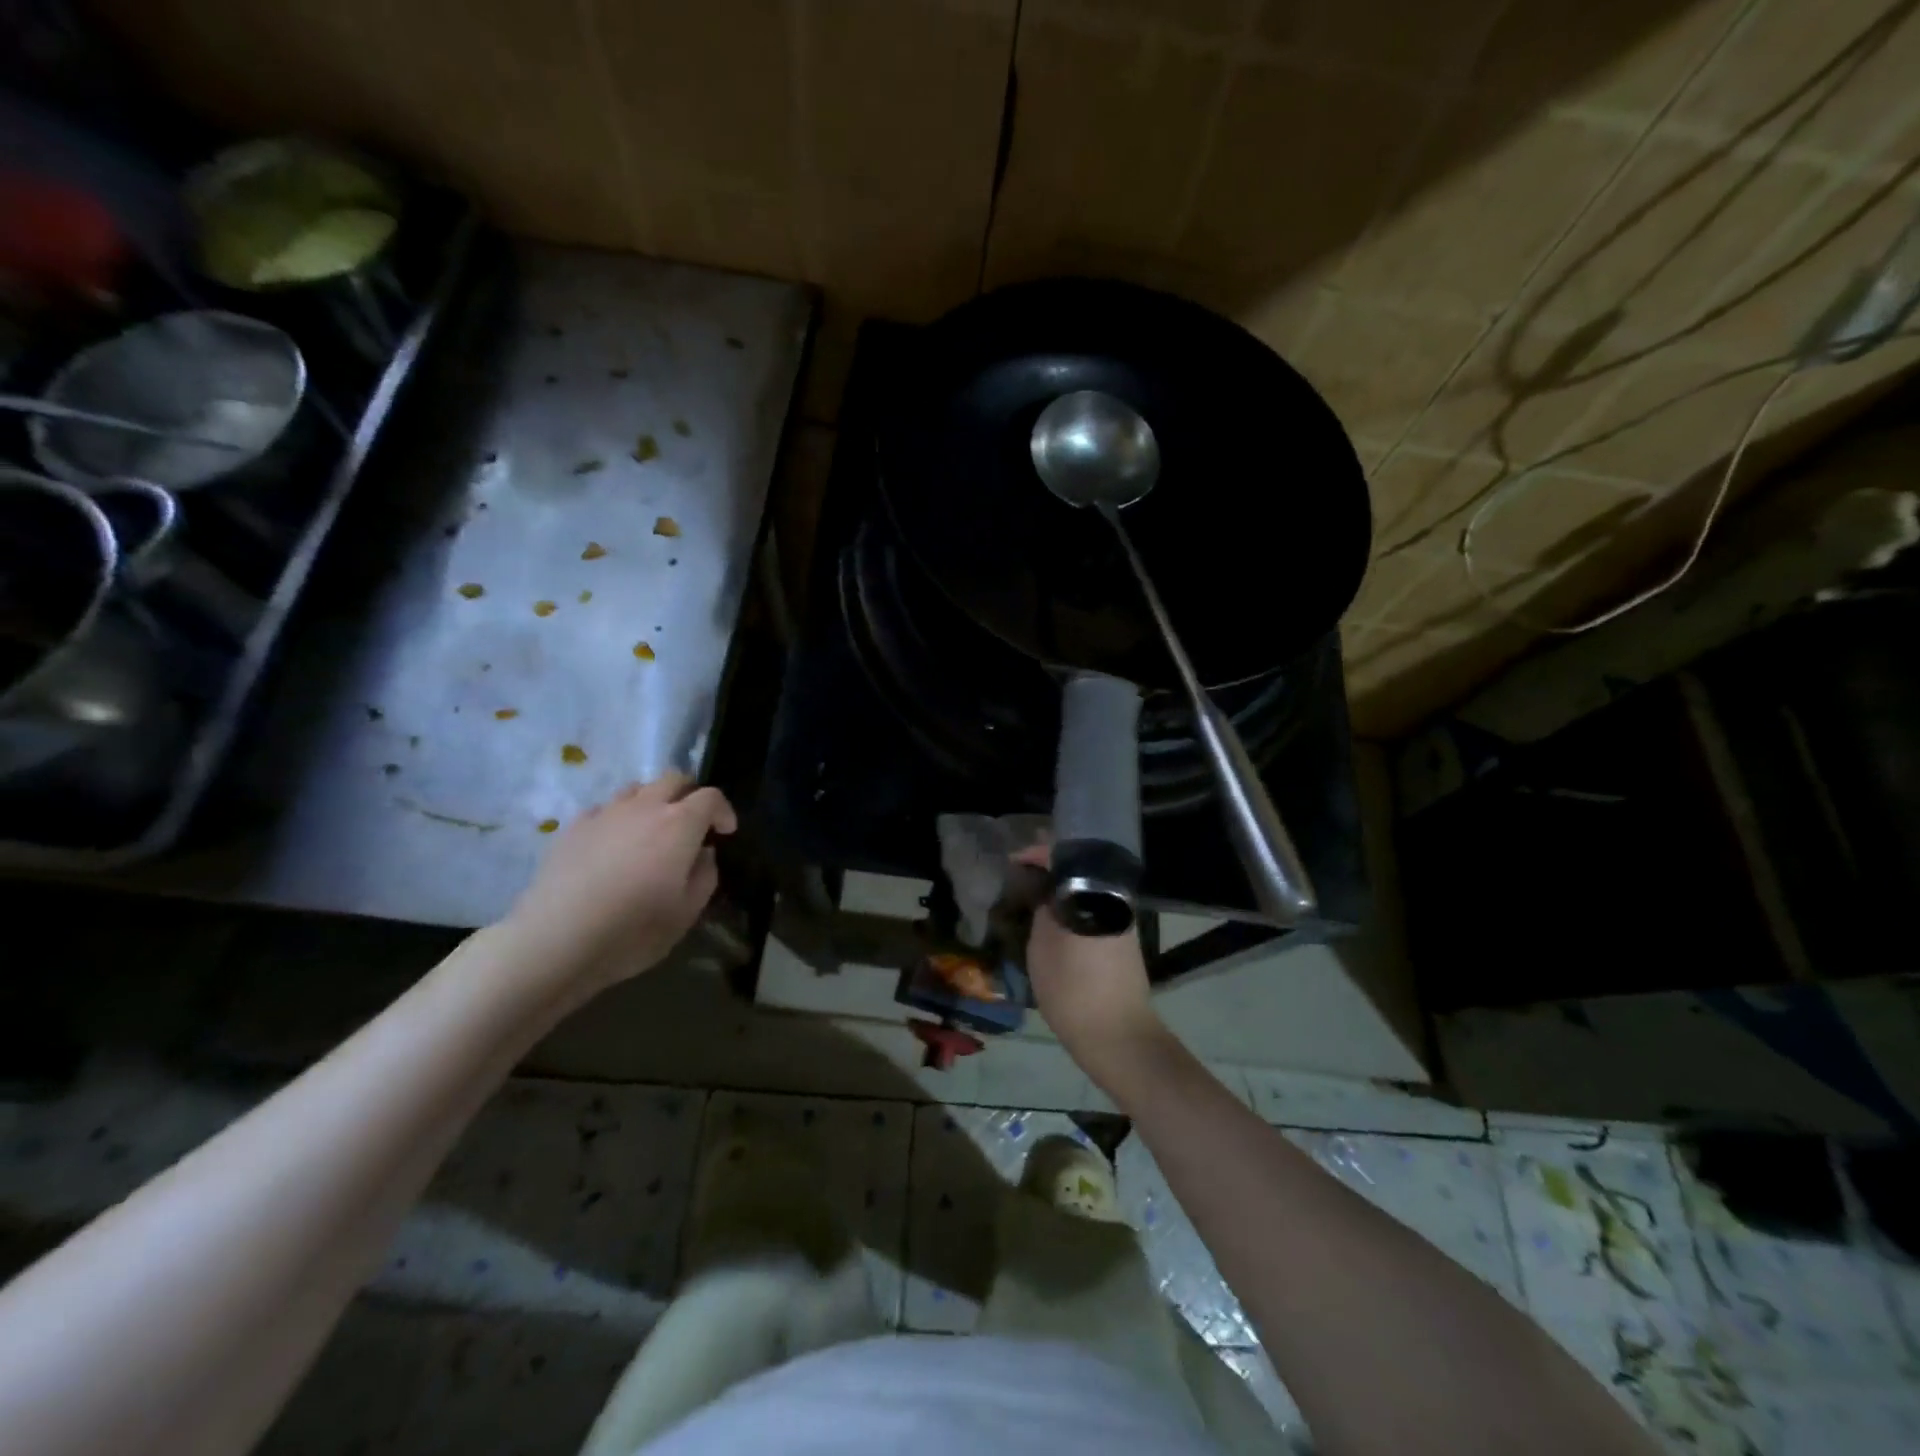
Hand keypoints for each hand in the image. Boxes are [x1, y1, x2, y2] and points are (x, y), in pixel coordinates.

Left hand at [507, 773, 737, 995]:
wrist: (555, 940)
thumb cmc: (632, 930)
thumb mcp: (686, 913)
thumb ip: (704, 876)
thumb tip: (703, 854)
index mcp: (679, 825)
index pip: (711, 797)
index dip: (723, 811)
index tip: (725, 833)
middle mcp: (645, 808)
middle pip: (673, 779)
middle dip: (690, 794)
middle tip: (693, 822)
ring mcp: (605, 814)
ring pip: (637, 789)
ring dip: (653, 801)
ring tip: (652, 830)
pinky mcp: (573, 827)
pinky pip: (604, 809)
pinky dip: (619, 818)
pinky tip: (613, 845)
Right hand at [1014, 845, 1167, 1090]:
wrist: (1117, 1036)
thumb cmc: (1073, 989)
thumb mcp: (1043, 945)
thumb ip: (1043, 908)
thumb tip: (1043, 887)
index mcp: (1095, 893)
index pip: (1065, 855)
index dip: (1037, 853)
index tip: (1014, 860)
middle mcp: (1114, 899)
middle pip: (1081, 869)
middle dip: (1050, 868)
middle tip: (1021, 874)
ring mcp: (1122, 920)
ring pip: (1088, 890)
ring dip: (1061, 888)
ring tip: (1031, 894)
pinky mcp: (1124, 940)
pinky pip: (1093, 909)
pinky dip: (1073, 906)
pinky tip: (1052, 918)